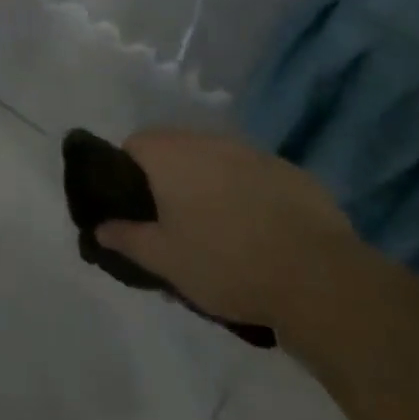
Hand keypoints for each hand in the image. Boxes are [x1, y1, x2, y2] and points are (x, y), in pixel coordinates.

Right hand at [96, 127, 359, 335]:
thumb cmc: (225, 263)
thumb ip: (126, 238)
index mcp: (171, 155)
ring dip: (209, 184)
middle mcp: (208, 140)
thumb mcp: (165, 260)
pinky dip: (247, 193)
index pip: (133, 144)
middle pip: (175, 149)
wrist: (318, 279)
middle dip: (169, 179)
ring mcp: (252, 152)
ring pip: (216, 160)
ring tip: (217, 230)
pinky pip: (253, 175)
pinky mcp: (289, 171)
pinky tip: (259, 232)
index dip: (127, 173)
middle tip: (173, 223)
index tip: (136, 208)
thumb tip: (99, 227)